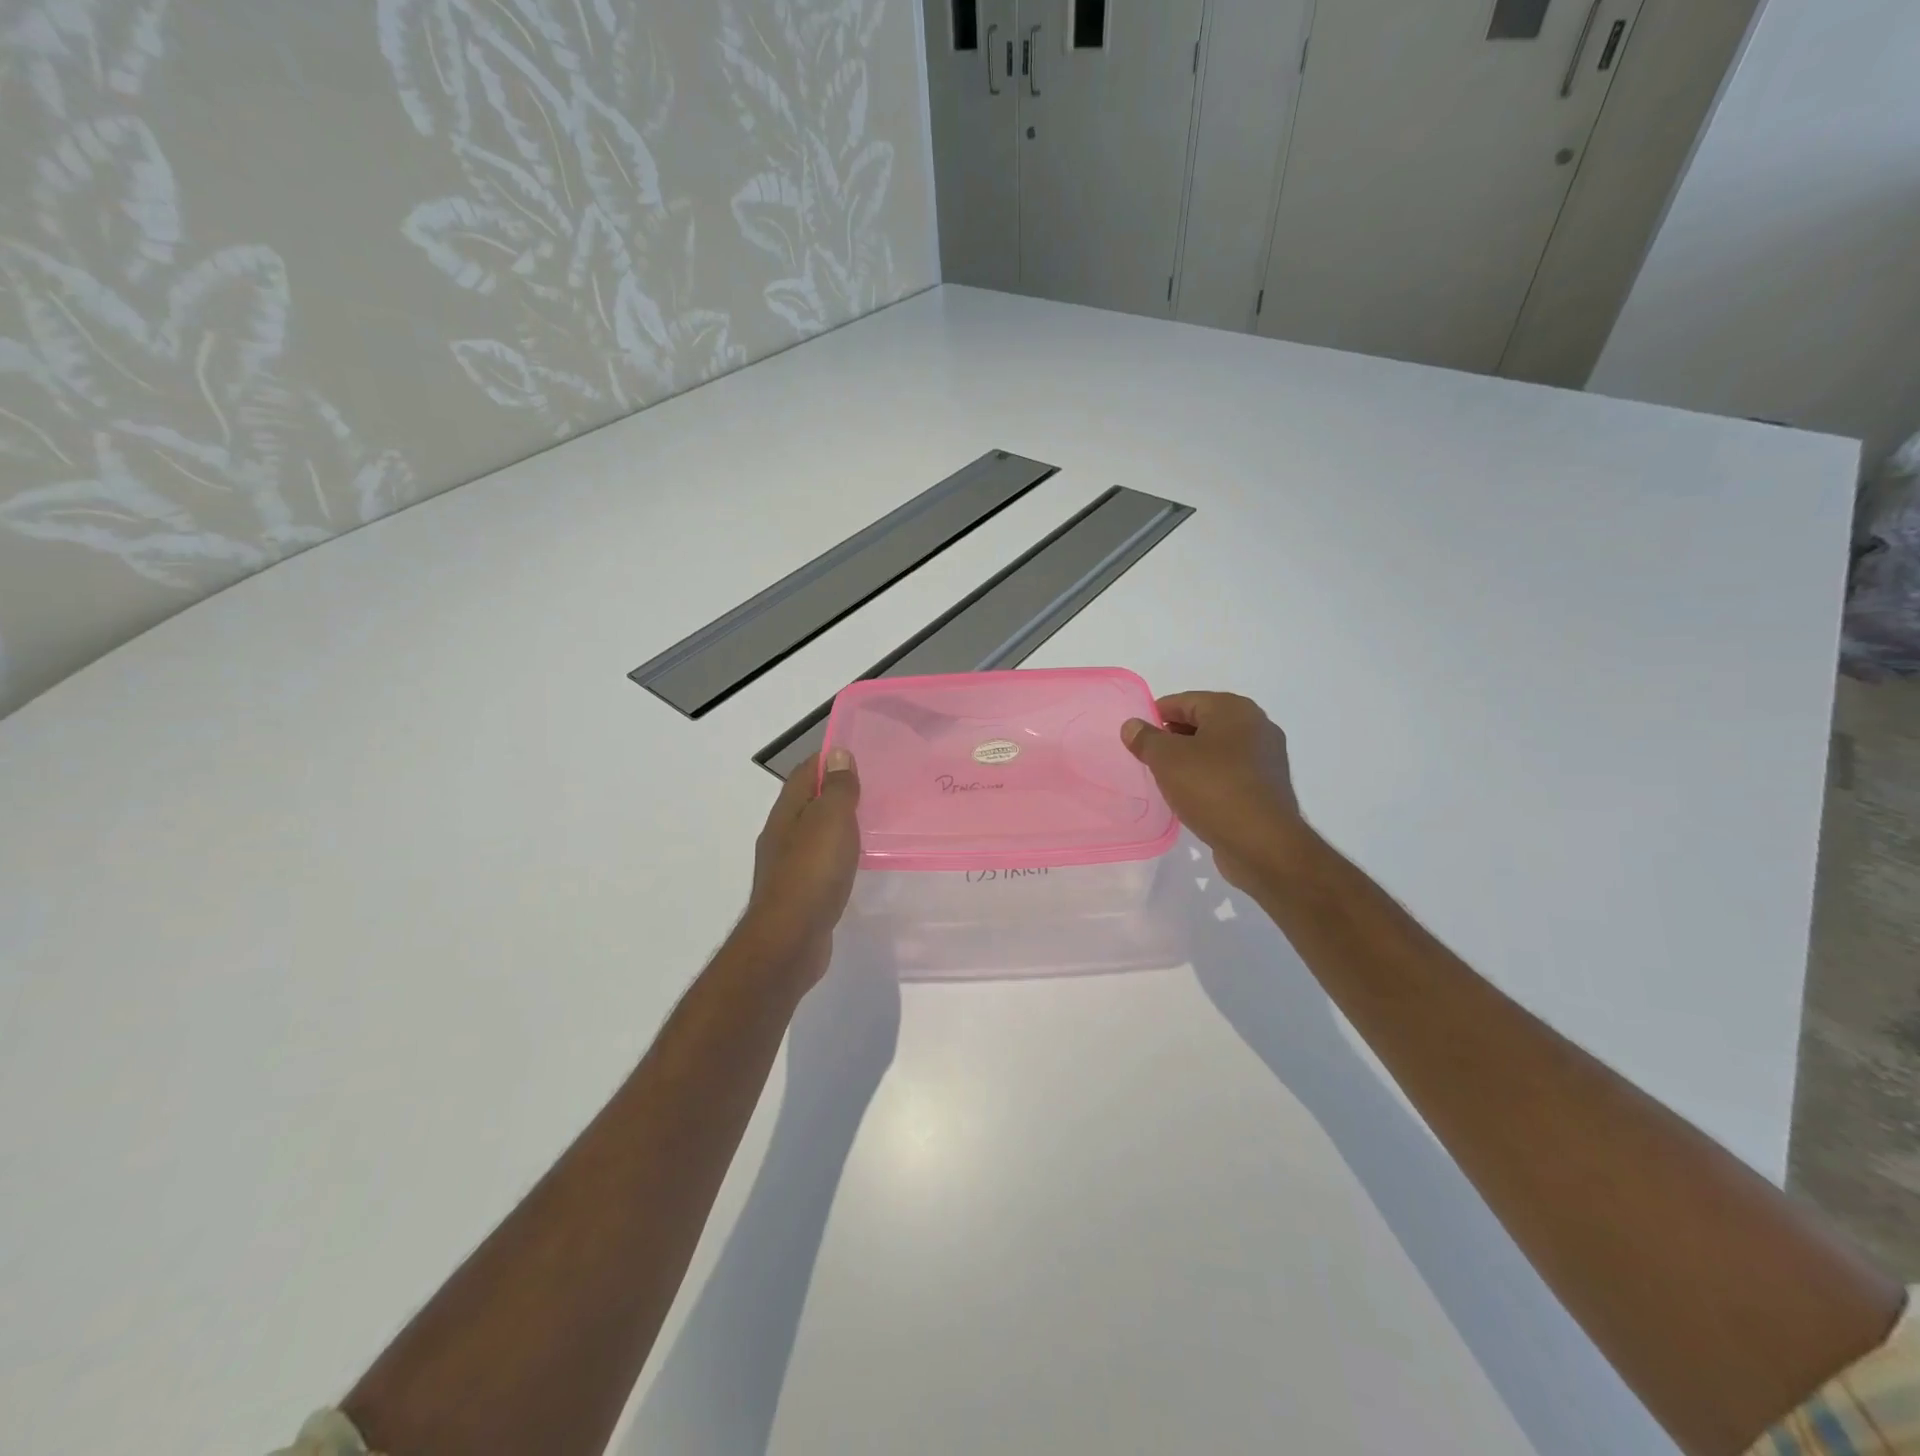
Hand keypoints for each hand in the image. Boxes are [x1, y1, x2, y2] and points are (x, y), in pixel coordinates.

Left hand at [742, 748, 861, 986]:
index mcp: (787, 812)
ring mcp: (787, 867)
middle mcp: (782, 835)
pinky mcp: (798, 895)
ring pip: (814, 834)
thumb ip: (837, 788)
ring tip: (871, 823)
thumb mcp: (831, 820)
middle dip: (835, 792)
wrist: (789, 941)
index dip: (829, 760)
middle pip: (808, 802)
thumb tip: (837, 753)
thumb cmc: (812, 873)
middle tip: (873, 789)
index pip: (805, 772)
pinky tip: (855, 863)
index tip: (860, 756)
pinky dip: (837, 855)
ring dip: (837, 825)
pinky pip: (820, 863)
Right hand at [1121, 692, 1308, 891]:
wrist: (1262, 843)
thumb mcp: (1167, 759)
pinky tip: (1192, 797)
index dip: (1156, 715)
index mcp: (1234, 709)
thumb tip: (1132, 725)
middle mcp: (1256, 726)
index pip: (1185, 701)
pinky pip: (1230, 773)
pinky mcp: (1267, 787)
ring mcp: (1266, 758)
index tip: (1135, 736)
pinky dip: (1209, 779)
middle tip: (1147, 758)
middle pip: (1203, 723)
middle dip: (1173, 738)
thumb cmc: (1212, 789)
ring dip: (1191, 760)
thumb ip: (1146, 739)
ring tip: (1166, 779)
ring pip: (1217, 750)